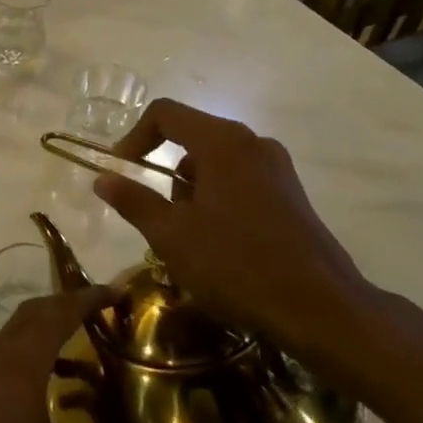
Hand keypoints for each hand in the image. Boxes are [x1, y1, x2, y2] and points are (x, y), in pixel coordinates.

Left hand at [0, 286, 155, 422]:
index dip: (89, 298)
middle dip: (67, 305)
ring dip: (46, 327)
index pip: (61, 312)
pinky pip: (5, 350)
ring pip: (17, 329)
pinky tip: (42, 384)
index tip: (116, 290)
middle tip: (99, 311)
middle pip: (36, 311)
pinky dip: (29, 350)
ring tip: (78, 348)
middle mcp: (1, 350)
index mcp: (24, 357)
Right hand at [92, 99, 422, 389]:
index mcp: (223, 142)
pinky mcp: (290, 193)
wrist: (320, 308)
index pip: (165, 113)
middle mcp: (252, 143)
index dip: (134, 137)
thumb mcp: (170, 235)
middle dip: (164, 171)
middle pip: (191, 136)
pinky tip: (218, 243)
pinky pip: (239, 179)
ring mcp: (277, 168)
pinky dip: (216, 199)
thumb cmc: (236, 264)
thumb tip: (102, 178)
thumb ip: (133, 200)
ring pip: (214, 161)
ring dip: (190, 189)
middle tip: (156, 216)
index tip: (121, 172)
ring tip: (187, 238)